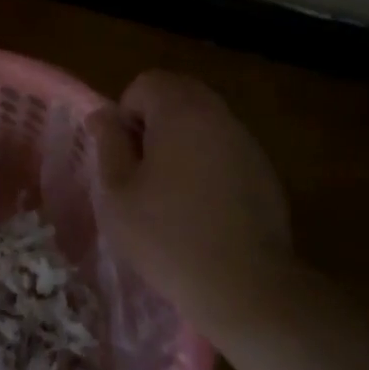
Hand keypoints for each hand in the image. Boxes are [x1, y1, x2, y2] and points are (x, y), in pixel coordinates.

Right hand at [84, 71, 293, 343]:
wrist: (245, 287)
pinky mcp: (265, 172)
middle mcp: (219, 115)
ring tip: (169, 190)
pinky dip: (208, 162)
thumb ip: (107, 144)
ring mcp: (247, 143)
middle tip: (141, 168)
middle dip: (154, 121)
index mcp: (181, 111)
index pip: (147, 82)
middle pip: (179, 95)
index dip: (126, 112)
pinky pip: (226, 149)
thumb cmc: (167, 236)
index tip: (123, 154)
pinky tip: (202, 207)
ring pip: (204, 122)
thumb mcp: (117, 192)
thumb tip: (103, 115)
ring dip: (182, 141)